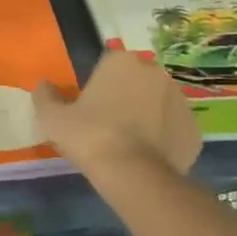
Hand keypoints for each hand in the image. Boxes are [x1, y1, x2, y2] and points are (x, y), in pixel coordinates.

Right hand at [33, 51, 201, 180]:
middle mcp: (154, 72)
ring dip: (148, 116)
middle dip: (126, 98)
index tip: (91, 110)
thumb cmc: (89, 136)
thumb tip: (43, 84)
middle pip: (136, 82)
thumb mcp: (53, 118)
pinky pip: (174, 130)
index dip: (99, 88)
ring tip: (131, 146)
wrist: (133, 174)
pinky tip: (149, 158)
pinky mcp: (193, 128)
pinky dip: (165, 139)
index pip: (108, 67)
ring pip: (158, 105)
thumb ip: (45, 96)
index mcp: (121, 61)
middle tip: (109, 127)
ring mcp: (179, 100)